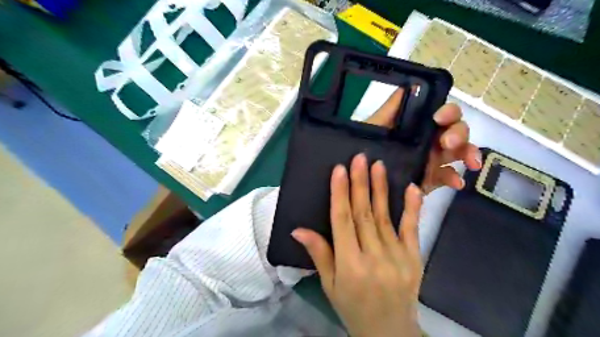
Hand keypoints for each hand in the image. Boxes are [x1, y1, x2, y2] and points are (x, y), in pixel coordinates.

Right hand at [293, 154, 423, 336]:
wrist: (390, 331)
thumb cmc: (352, 306)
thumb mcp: (329, 284)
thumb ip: (318, 254)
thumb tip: (298, 230)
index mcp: (350, 265)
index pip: (342, 221)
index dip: (340, 194)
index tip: (339, 170)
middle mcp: (374, 257)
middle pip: (364, 214)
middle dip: (360, 183)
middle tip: (358, 158)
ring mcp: (397, 257)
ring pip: (385, 216)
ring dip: (381, 189)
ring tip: (377, 165)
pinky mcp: (415, 258)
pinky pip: (413, 229)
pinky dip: (412, 207)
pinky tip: (411, 187)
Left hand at [363, 88, 481, 194]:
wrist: (359, 176)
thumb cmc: (365, 146)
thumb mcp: (375, 126)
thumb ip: (391, 108)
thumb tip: (410, 84)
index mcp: (419, 126)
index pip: (443, 114)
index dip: (448, 112)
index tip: (438, 118)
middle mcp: (430, 140)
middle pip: (456, 131)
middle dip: (459, 133)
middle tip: (448, 142)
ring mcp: (432, 160)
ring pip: (459, 152)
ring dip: (467, 153)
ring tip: (470, 162)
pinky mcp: (430, 179)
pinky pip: (448, 177)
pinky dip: (455, 179)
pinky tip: (456, 183)